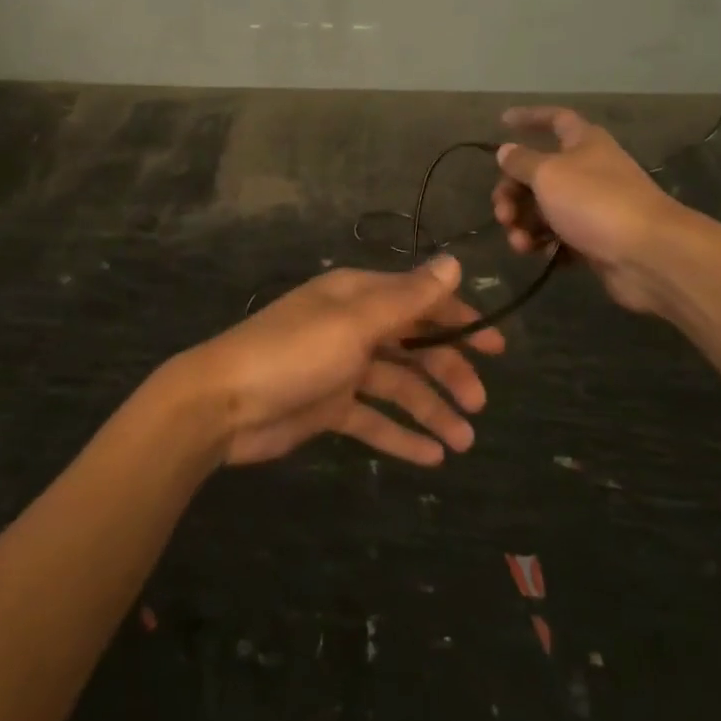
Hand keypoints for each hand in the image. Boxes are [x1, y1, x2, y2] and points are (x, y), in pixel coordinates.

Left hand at [173, 255, 505, 466]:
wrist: (224, 402)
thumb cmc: (293, 353)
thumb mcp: (355, 322)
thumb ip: (407, 298)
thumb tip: (454, 263)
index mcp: (358, 297)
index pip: (419, 301)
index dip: (459, 320)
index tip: (497, 347)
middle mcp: (353, 326)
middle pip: (412, 345)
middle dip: (448, 370)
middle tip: (480, 402)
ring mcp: (340, 368)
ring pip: (398, 385)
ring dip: (431, 409)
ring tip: (464, 441)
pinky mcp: (328, 406)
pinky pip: (374, 419)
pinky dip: (401, 435)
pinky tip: (432, 458)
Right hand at [490, 106, 686, 314]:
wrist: (649, 255)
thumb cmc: (595, 201)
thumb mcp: (548, 174)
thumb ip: (522, 162)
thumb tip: (506, 150)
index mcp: (584, 143)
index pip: (555, 119)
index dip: (530, 117)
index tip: (503, 121)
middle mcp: (589, 170)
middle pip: (539, 173)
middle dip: (513, 192)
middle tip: (502, 213)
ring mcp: (593, 207)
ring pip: (545, 208)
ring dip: (524, 223)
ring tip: (519, 242)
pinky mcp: (595, 240)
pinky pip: (559, 237)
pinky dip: (544, 243)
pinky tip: (537, 253)